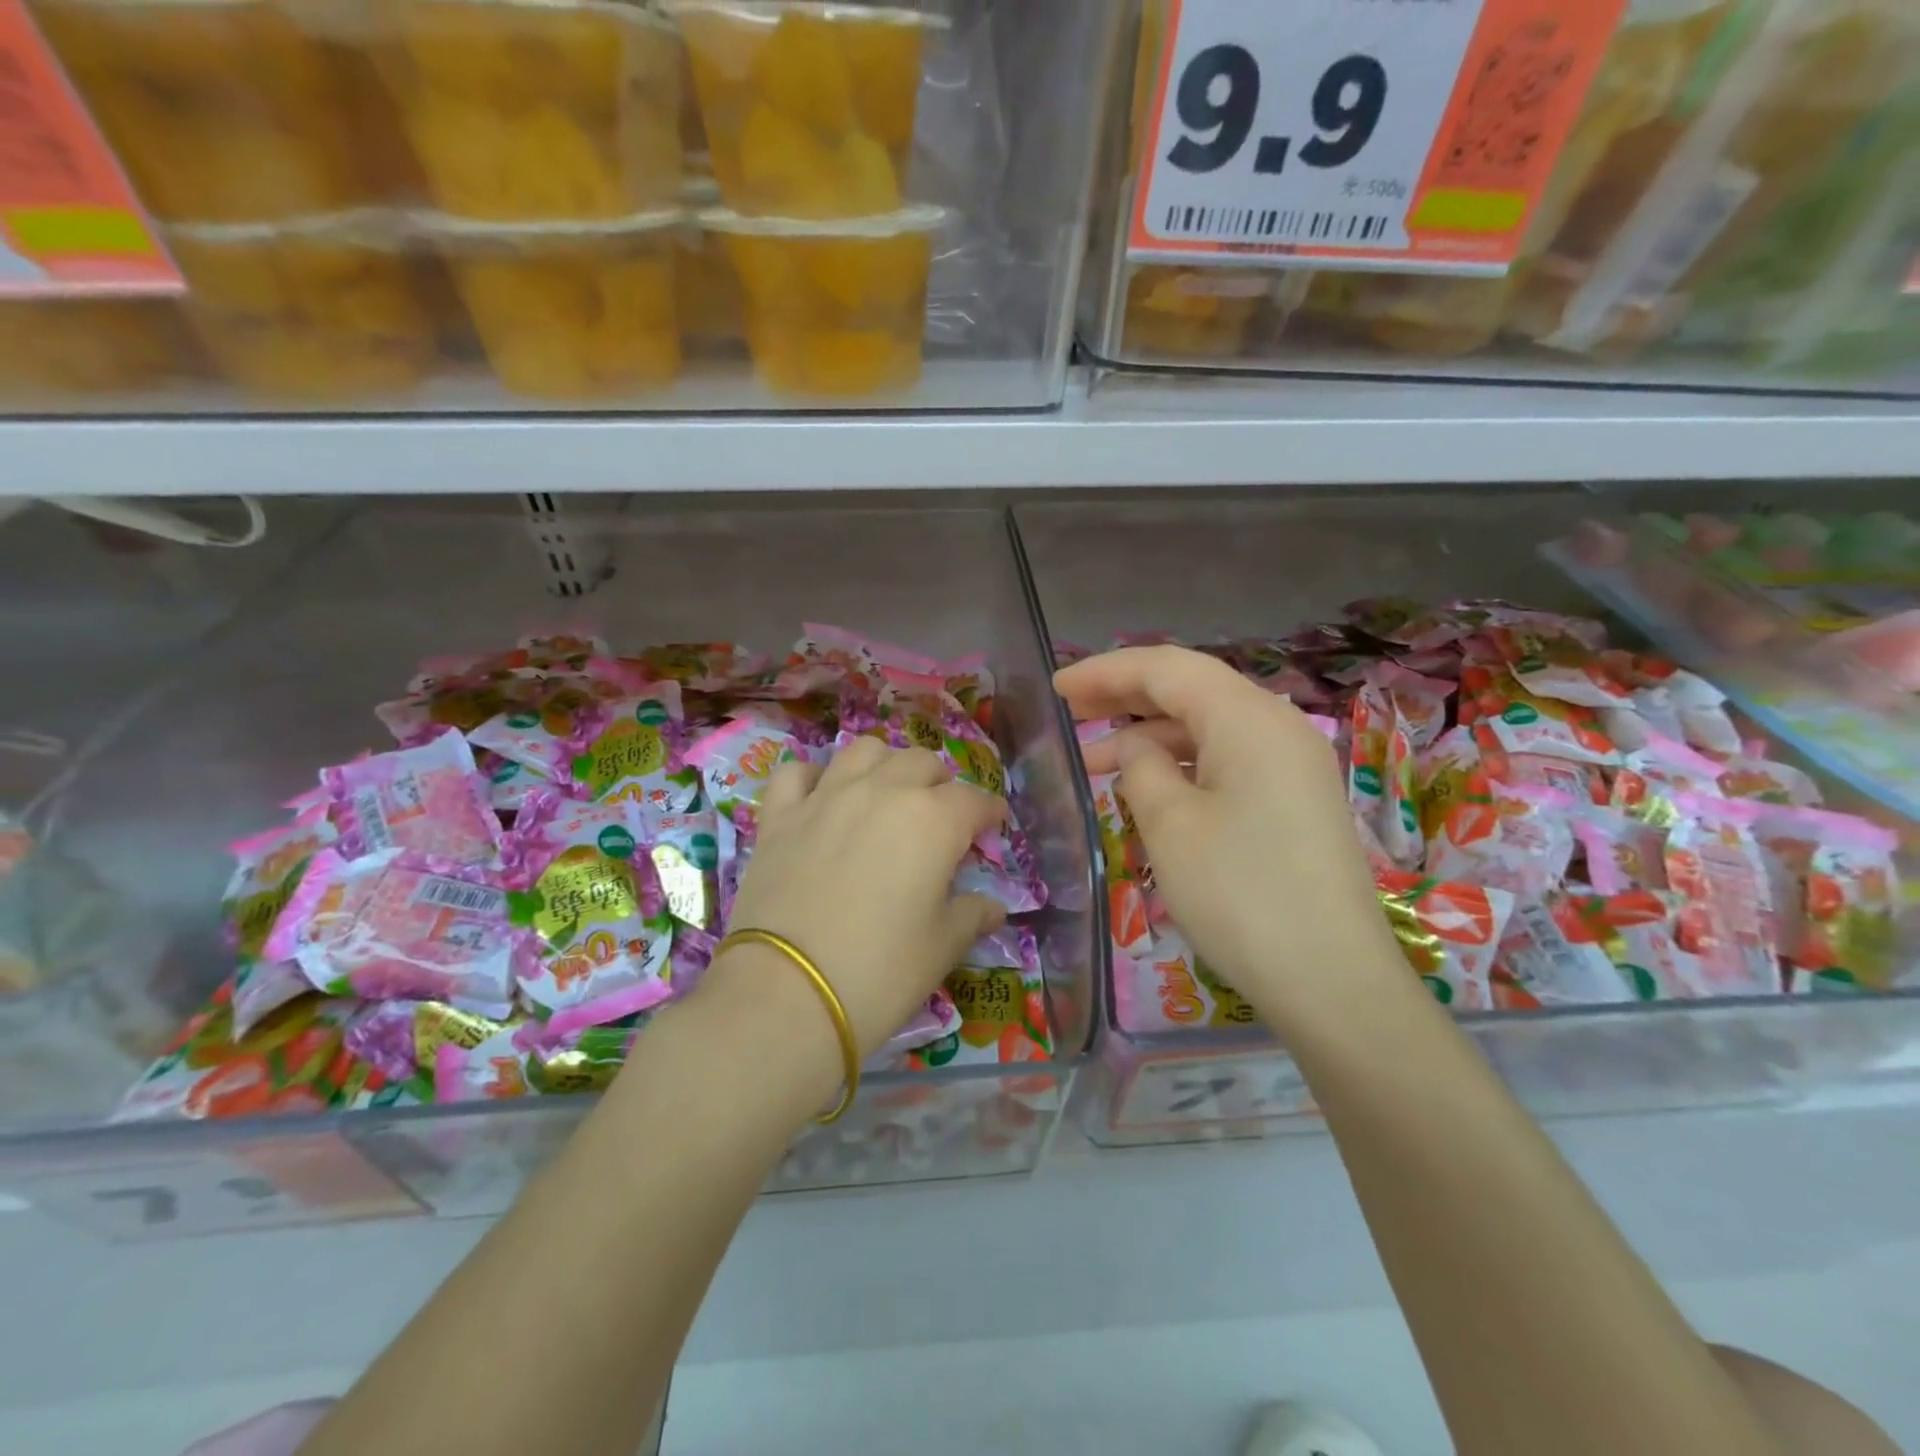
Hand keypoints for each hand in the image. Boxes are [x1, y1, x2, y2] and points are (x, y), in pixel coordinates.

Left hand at [717, 738, 1006, 1056]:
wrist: (786, 994)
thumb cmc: (880, 972)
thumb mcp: (941, 948)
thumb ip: (972, 916)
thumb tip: (993, 907)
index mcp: (933, 820)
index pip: (974, 800)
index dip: (989, 812)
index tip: (993, 825)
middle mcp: (882, 792)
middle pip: (921, 762)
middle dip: (940, 784)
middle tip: (942, 816)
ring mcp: (825, 797)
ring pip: (864, 750)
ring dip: (885, 765)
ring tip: (887, 793)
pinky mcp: (779, 816)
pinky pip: (796, 773)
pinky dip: (813, 778)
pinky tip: (821, 798)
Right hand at [1055, 646, 1395, 1018]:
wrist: (1330, 981)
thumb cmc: (1240, 893)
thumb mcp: (1171, 824)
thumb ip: (1142, 768)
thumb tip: (1138, 750)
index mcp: (1248, 717)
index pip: (1166, 668)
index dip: (1105, 671)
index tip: (1056, 688)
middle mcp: (1276, 726)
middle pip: (1190, 689)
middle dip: (1125, 696)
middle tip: (1069, 712)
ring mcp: (1291, 764)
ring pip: (1207, 728)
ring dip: (1150, 737)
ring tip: (1093, 763)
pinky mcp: (1293, 800)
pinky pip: (1226, 760)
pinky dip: (1181, 764)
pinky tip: (1147, 790)